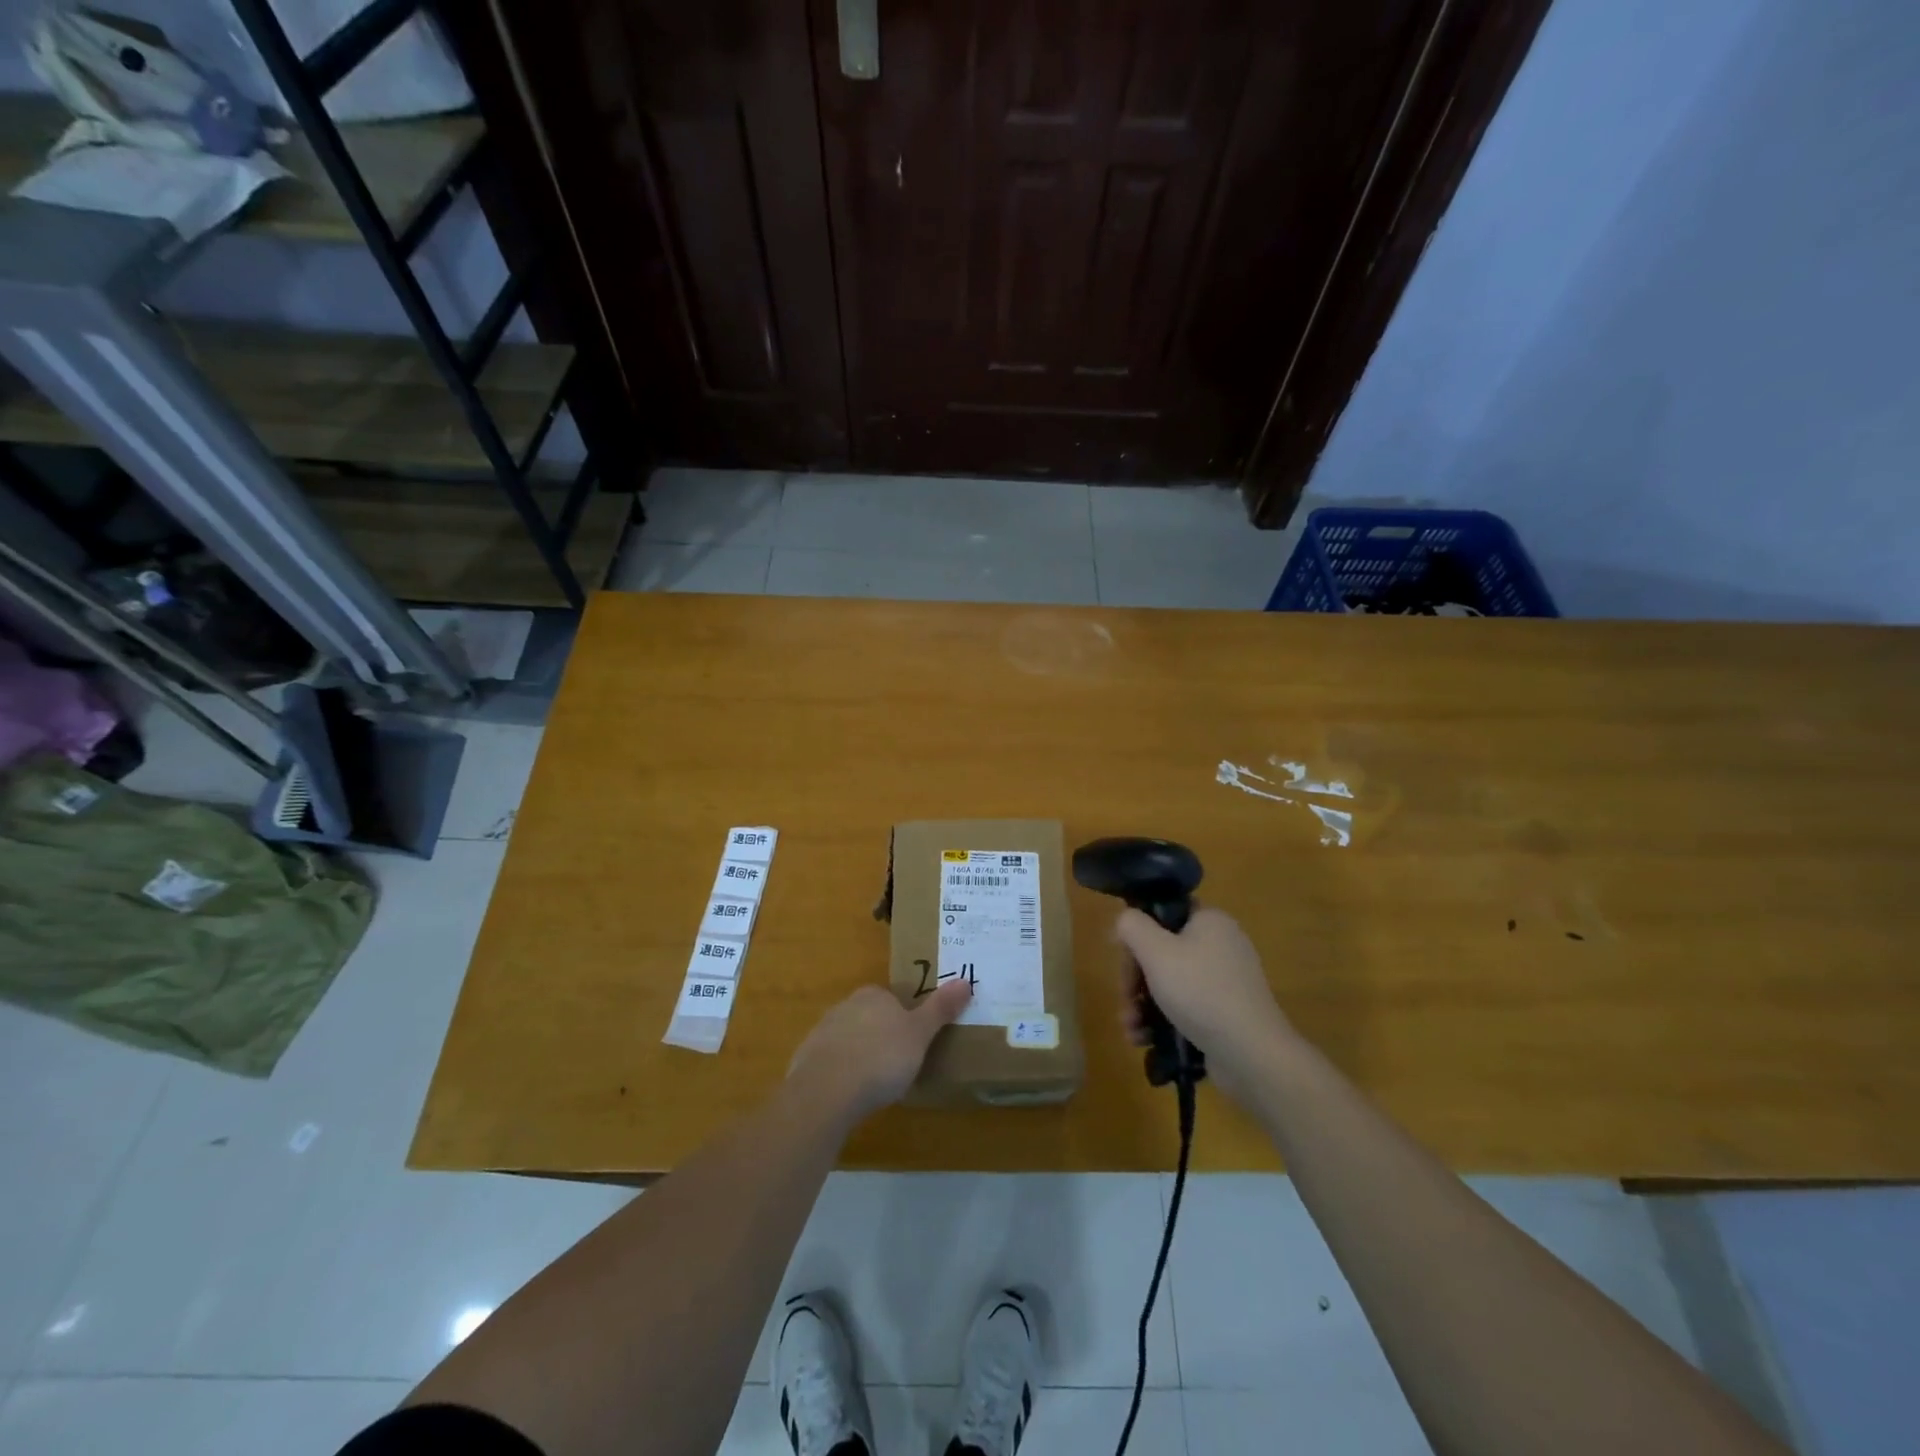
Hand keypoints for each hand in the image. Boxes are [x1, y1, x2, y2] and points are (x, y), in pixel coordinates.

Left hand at [788, 979, 971, 1124]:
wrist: (827, 1091)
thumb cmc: (882, 1057)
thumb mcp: (920, 1034)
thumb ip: (940, 1009)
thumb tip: (965, 981)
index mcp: (872, 995)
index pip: (891, 999)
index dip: (904, 1019)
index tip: (913, 1043)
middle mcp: (845, 1006)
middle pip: (869, 1017)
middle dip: (881, 1036)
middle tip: (898, 1065)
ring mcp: (821, 1032)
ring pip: (848, 1039)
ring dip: (859, 1055)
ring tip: (874, 1084)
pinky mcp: (806, 1059)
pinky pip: (830, 1062)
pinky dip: (840, 1074)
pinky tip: (849, 1095)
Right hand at [1114, 905, 1295, 1098]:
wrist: (1251, 1053)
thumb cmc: (1200, 992)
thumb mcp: (1156, 951)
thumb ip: (1132, 926)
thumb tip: (1126, 921)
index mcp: (1210, 921)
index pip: (1163, 915)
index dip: (1137, 936)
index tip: (1124, 962)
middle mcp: (1221, 946)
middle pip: (1163, 953)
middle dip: (1136, 981)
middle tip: (1126, 1002)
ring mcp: (1226, 982)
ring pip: (1171, 984)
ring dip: (1143, 1005)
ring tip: (1131, 1029)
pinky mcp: (1227, 1013)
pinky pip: (1186, 1008)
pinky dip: (1163, 1021)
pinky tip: (1145, 1040)